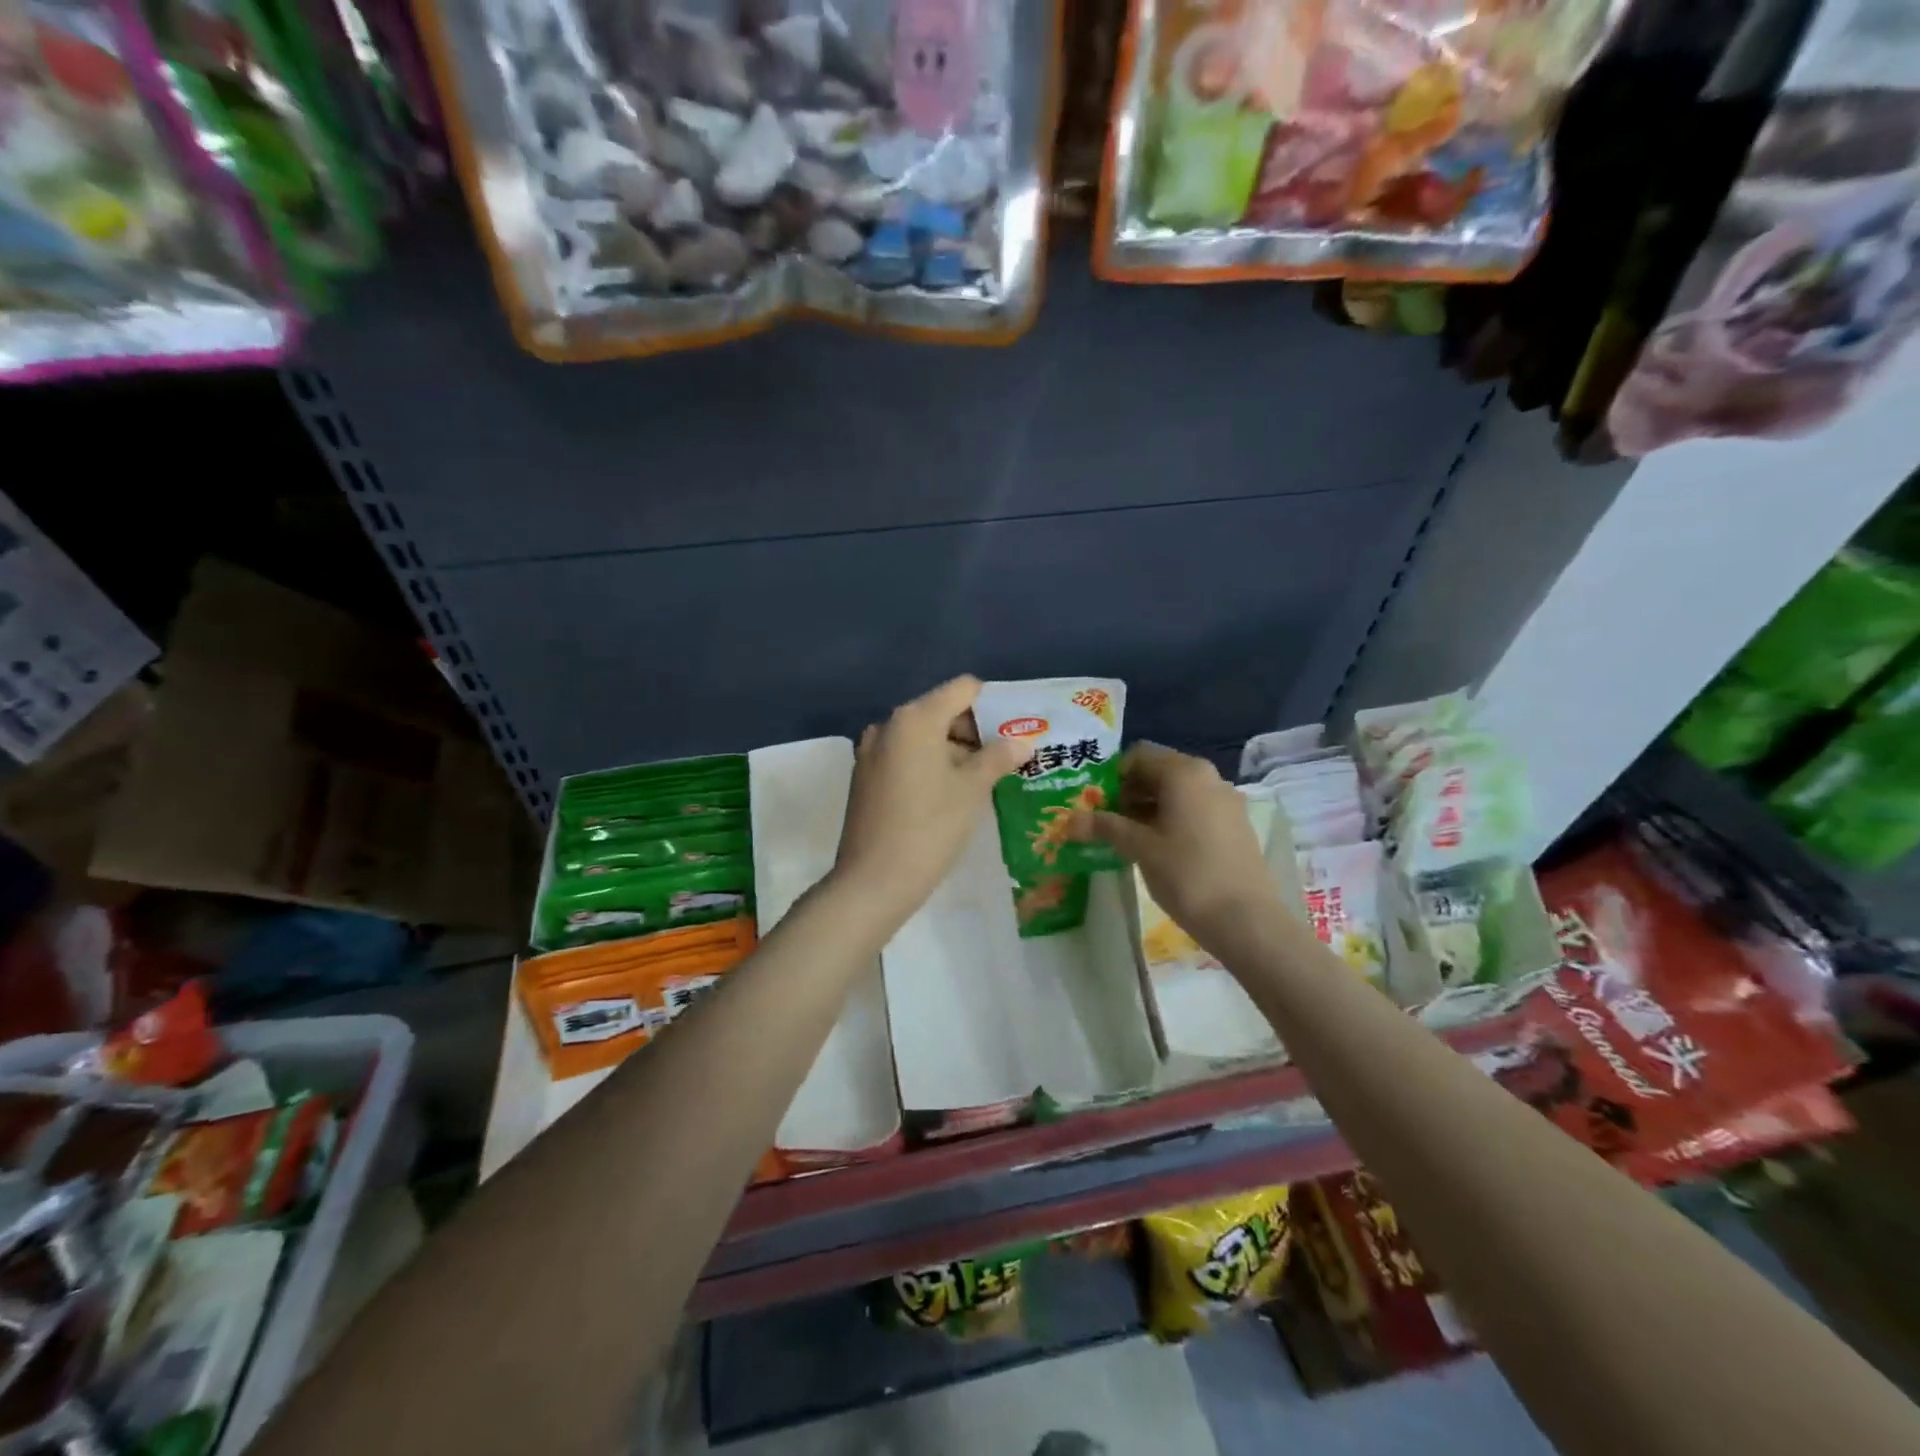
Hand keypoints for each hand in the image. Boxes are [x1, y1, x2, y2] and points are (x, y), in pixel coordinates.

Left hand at [832, 676, 1027, 924]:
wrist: (872, 882)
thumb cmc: (930, 829)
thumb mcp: (972, 791)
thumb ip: (998, 758)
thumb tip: (1021, 742)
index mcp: (915, 719)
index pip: (963, 689)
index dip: (993, 705)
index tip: (1013, 733)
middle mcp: (888, 725)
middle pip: (941, 711)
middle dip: (974, 731)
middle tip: (1004, 760)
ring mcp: (871, 751)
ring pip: (923, 737)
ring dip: (953, 751)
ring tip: (982, 781)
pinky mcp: (864, 777)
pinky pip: (905, 757)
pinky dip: (929, 765)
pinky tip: (948, 795)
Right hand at [1070, 742, 1283, 958]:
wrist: (1247, 921)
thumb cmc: (1188, 874)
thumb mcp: (1140, 848)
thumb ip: (1106, 827)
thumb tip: (1070, 820)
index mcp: (1184, 772)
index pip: (1138, 755)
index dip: (1111, 775)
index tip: (1094, 802)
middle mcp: (1208, 777)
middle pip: (1158, 771)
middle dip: (1128, 792)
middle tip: (1104, 821)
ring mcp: (1226, 801)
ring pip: (1177, 793)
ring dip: (1148, 808)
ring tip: (1126, 838)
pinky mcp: (1235, 825)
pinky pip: (1195, 809)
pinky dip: (1171, 820)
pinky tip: (1158, 849)